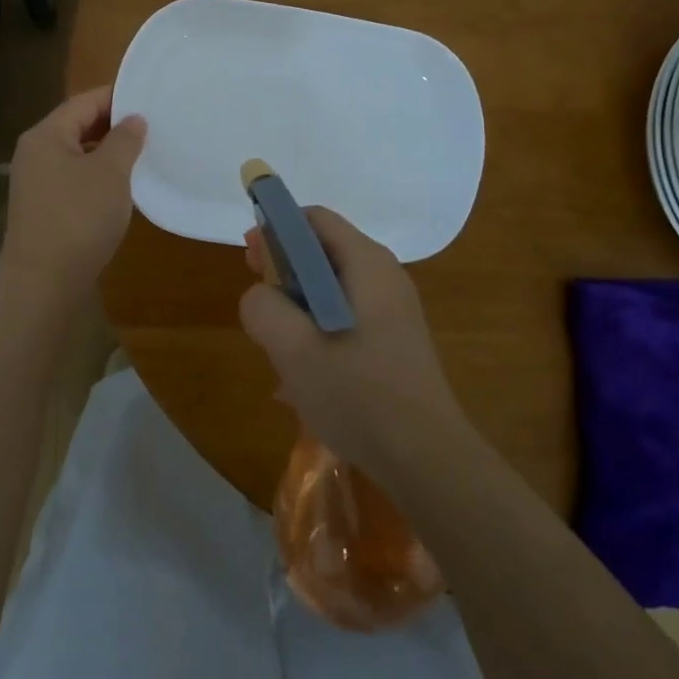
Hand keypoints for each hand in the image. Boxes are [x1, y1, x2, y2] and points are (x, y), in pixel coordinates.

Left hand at [0, 86, 146, 301]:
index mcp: (46, 135)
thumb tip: (134, 119)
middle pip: (78, 126)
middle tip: (152, 127)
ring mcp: (37, 182)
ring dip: (107, 153)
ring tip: (143, 154)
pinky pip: (74, 179)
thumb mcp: (110, 173)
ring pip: (77, 154)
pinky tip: (122, 187)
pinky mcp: (44, 207)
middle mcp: (36, 153)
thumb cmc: (78, 217)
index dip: (117, 97)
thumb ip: (125, 140)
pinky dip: (98, 176)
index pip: (84, 102)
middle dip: (114, 125)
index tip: (150, 99)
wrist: (42, 282)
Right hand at [240, 207, 466, 477]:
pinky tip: (301, 377)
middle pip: (324, 251)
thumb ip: (264, 308)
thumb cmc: (359, 395)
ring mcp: (394, 310)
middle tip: (258, 303)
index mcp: (367, 264)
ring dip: (298, 308)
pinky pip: (346, 318)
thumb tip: (260, 296)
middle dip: (284, 271)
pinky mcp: (395, 341)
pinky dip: (319, 331)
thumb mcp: (294, 349)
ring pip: (332, 289)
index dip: (276, 229)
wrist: (427, 460)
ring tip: (275, 347)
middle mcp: (385, 277)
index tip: (250, 260)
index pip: (314, 219)